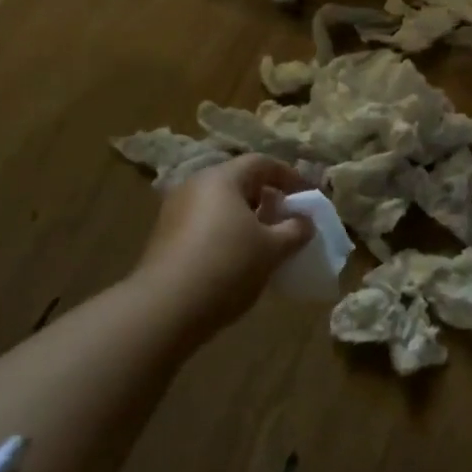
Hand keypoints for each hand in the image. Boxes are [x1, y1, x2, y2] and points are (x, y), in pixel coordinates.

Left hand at [133, 154, 314, 334]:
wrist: (165, 308)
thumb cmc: (227, 266)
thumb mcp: (271, 250)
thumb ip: (295, 230)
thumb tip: (305, 221)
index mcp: (221, 179)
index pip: (261, 163)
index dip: (289, 176)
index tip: (307, 196)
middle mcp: (194, 186)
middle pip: (237, 182)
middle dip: (266, 198)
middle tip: (286, 219)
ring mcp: (175, 211)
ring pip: (219, 205)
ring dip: (245, 218)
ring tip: (264, 243)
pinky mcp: (164, 237)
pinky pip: (204, 224)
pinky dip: (225, 232)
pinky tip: (236, 259)